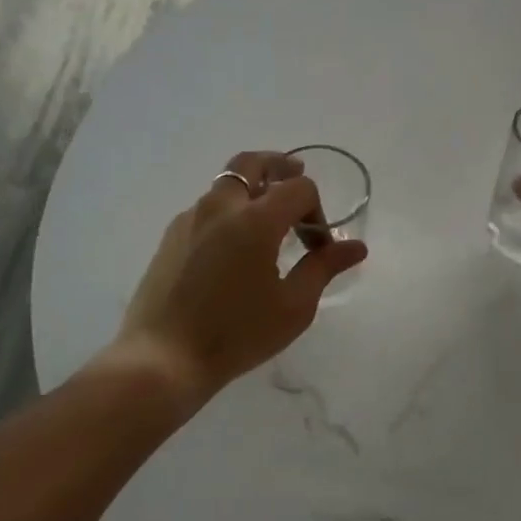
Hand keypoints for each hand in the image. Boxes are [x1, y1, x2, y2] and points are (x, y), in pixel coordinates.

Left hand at [112, 151, 368, 398]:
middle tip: (296, 179)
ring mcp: (190, 219)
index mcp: (255, 220)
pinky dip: (228, 210)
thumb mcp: (293, 306)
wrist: (164, 358)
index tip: (318, 247)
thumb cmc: (237, 334)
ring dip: (252, 190)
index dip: (317, 212)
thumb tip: (356, 247)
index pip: (298, 188)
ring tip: (267, 222)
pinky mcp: (170, 237)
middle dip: (280, 167)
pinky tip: (233, 248)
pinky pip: (206, 208)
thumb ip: (324, 267)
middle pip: (252, 162)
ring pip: (226, 184)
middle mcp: (220, 207)